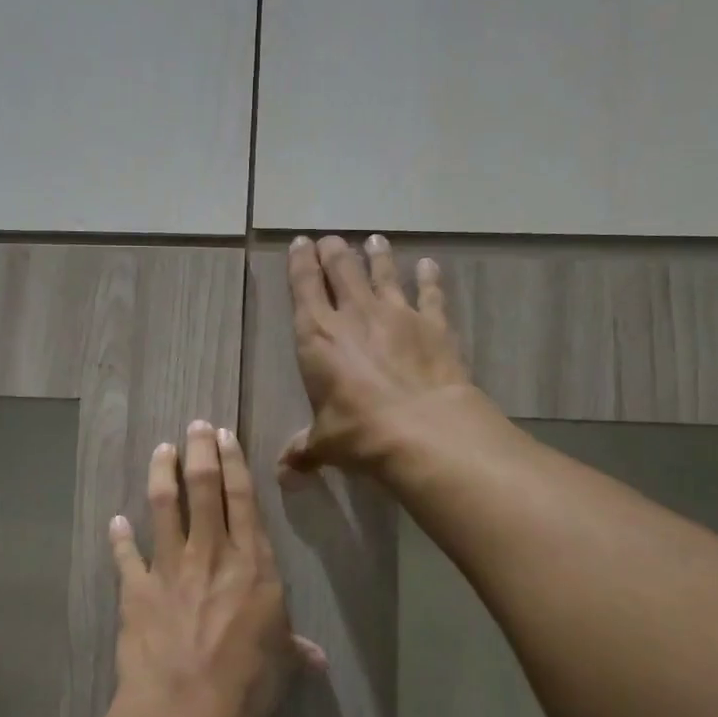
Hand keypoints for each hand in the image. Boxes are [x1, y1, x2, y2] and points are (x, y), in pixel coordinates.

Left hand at [109, 422, 324, 716]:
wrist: (186, 706)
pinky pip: (126, 556)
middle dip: (199, 450)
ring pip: (164, 506)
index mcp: (251, 563)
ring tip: (161, 450)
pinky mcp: (137, 589)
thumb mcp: (280, 664)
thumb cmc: (246, 682)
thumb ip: (294, 650)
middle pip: (204, 487)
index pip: (243, 499)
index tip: (225, 435)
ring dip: (161, 473)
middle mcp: (211, 553)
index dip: (234, 462)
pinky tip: (115, 521)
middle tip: (195, 425)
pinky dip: (119, 537)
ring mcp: (170, 567)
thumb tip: (318, 659)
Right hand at [282, 234, 476, 475]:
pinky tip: (429, 265)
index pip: (303, 286)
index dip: (300, 262)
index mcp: (317, 336)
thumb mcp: (325, 444)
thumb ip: (303, 452)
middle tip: (331, 240)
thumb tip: (284, 476)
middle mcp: (354, 314)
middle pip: (342, 269)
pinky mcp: (433, 324)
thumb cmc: (359, 433)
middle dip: (334, 251)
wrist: (423, 430)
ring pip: (383, 272)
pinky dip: (430, 278)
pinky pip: (430, 294)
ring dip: (377, 255)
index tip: (300, 243)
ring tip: (375, 240)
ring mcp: (397, 314)